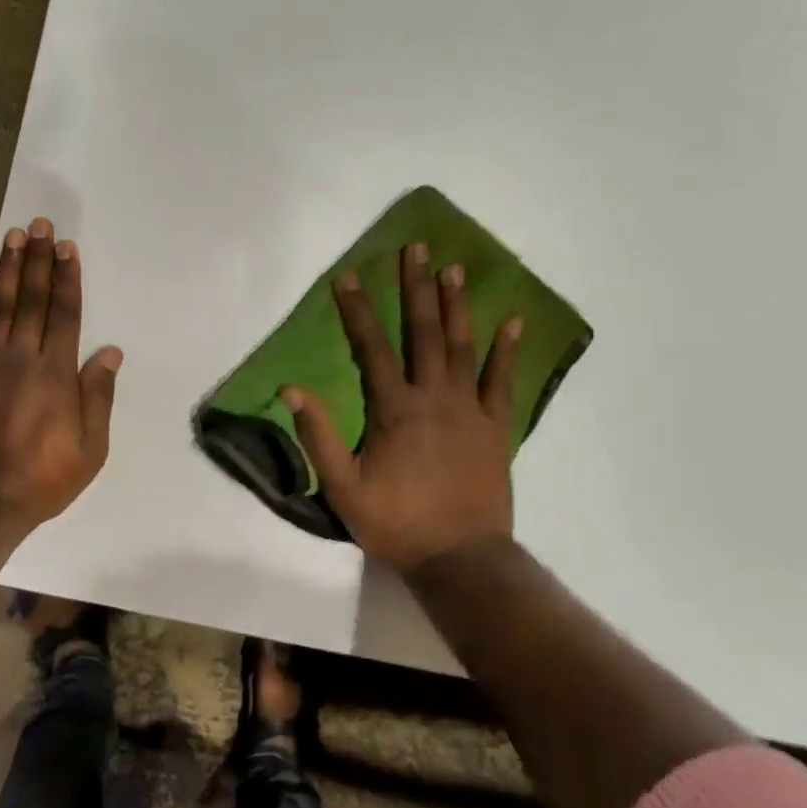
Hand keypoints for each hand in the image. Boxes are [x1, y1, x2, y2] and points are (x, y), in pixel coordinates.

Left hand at [0, 217, 122, 529]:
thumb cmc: (42, 477)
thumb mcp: (90, 448)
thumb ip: (99, 396)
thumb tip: (110, 351)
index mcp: (56, 373)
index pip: (65, 313)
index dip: (67, 278)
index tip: (68, 247)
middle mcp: (21, 357)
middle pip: (31, 298)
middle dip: (38, 259)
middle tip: (40, 225)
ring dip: (6, 268)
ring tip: (13, 236)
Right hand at [283, 244, 520, 570]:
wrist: (460, 558)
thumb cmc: (395, 522)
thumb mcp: (343, 487)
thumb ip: (318, 436)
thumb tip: (292, 390)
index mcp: (394, 409)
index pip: (371, 348)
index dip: (356, 310)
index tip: (347, 276)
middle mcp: (434, 397)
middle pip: (424, 332)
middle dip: (416, 288)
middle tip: (416, 249)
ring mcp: (470, 409)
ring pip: (463, 346)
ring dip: (457, 305)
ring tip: (455, 268)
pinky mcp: (497, 427)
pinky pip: (504, 381)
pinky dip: (508, 351)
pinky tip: (514, 321)